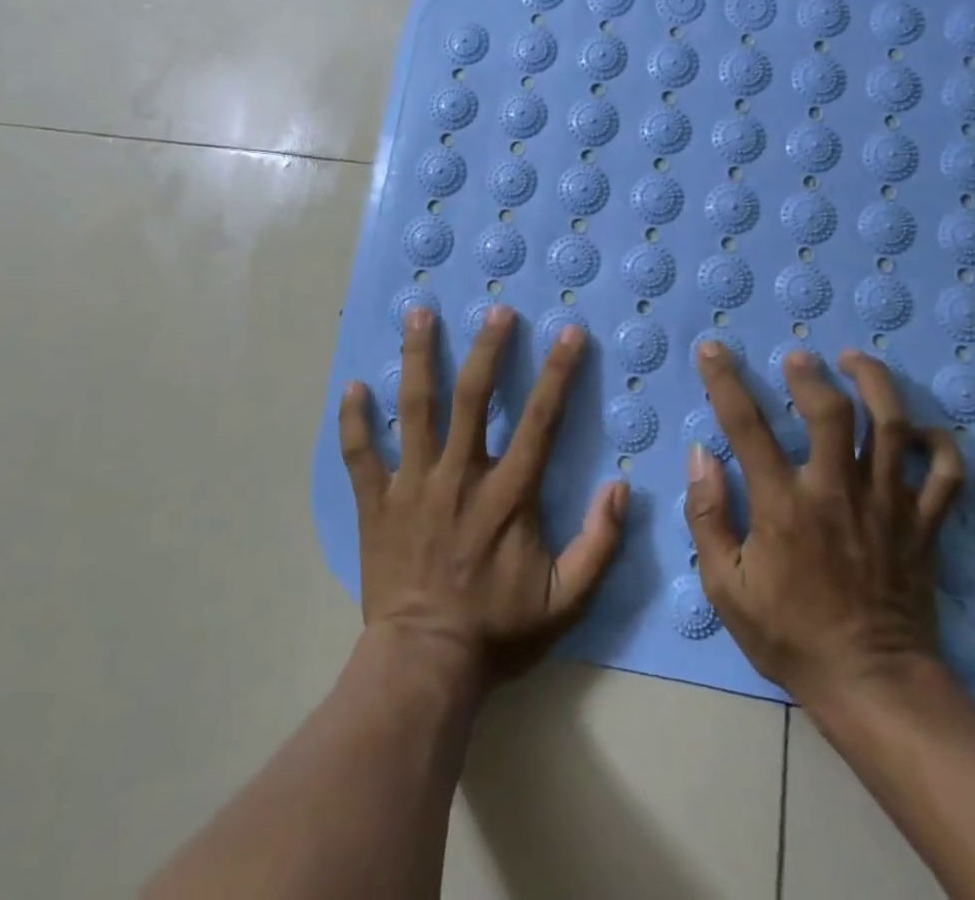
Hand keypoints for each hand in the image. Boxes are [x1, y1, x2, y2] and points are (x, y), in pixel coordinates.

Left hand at [338, 305, 628, 692]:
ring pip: (414, 409)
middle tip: (495, 309)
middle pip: (473, 397)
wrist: (424, 666)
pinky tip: (353, 386)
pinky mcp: (376, 503)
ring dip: (418, 358)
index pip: (539, 420)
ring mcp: (412, 485)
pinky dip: (354, 420)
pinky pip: (359, 454)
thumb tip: (621, 488)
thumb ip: (599, 544)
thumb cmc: (497, 631)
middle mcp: (460, 476)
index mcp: (508, 495)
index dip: (557, 373)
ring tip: (418, 314)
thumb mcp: (565, 601)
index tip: (569, 333)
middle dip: (487, 349)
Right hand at [683, 343, 964, 707]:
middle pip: (832, 412)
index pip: (746, 425)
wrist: (873, 687)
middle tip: (799, 357)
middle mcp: (837, 492)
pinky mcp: (923, 525)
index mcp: (784, 505)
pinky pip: (945, 475)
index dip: (725, 380)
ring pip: (893, 427)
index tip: (714, 349)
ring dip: (876, 384)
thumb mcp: (725, 587)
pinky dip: (940, 444)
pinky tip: (920, 429)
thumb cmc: (791, 636)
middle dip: (811, 373)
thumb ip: (708, 516)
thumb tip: (701, 455)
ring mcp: (888, 506)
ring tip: (856, 360)